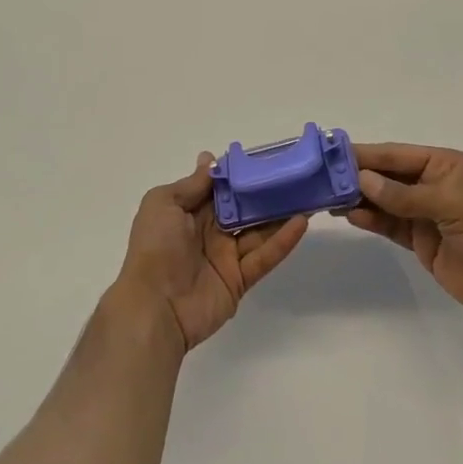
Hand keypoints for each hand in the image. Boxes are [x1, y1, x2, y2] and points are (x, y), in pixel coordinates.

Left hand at [115, 153, 309, 351]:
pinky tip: (301, 222)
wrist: (154, 306)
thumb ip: (192, 184)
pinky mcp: (240, 279)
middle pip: (244, 207)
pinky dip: (283, 241)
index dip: (241, 173)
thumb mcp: (163, 203)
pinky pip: (265, 256)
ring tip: (307, 194)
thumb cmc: (155, 247)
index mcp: (190, 211)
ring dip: (281, 213)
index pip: (221, 187)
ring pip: (259, 229)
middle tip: (295, 174)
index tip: (266, 157)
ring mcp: (226, 255)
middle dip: (266, 191)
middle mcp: (210, 230)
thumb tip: (210, 159)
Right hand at [344, 143, 462, 324]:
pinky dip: (370, 219)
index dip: (366, 154)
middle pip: (388, 176)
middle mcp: (433, 183)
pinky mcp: (421, 240)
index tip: (333, 153)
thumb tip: (362, 179)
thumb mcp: (447, 204)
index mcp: (444, 164)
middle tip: (322, 176)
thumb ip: (403, 194)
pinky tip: (349, 215)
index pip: (397, 155)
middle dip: (358, 175)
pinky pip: (389, 224)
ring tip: (327, 196)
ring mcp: (425, 213)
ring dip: (359, 197)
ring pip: (385, 200)